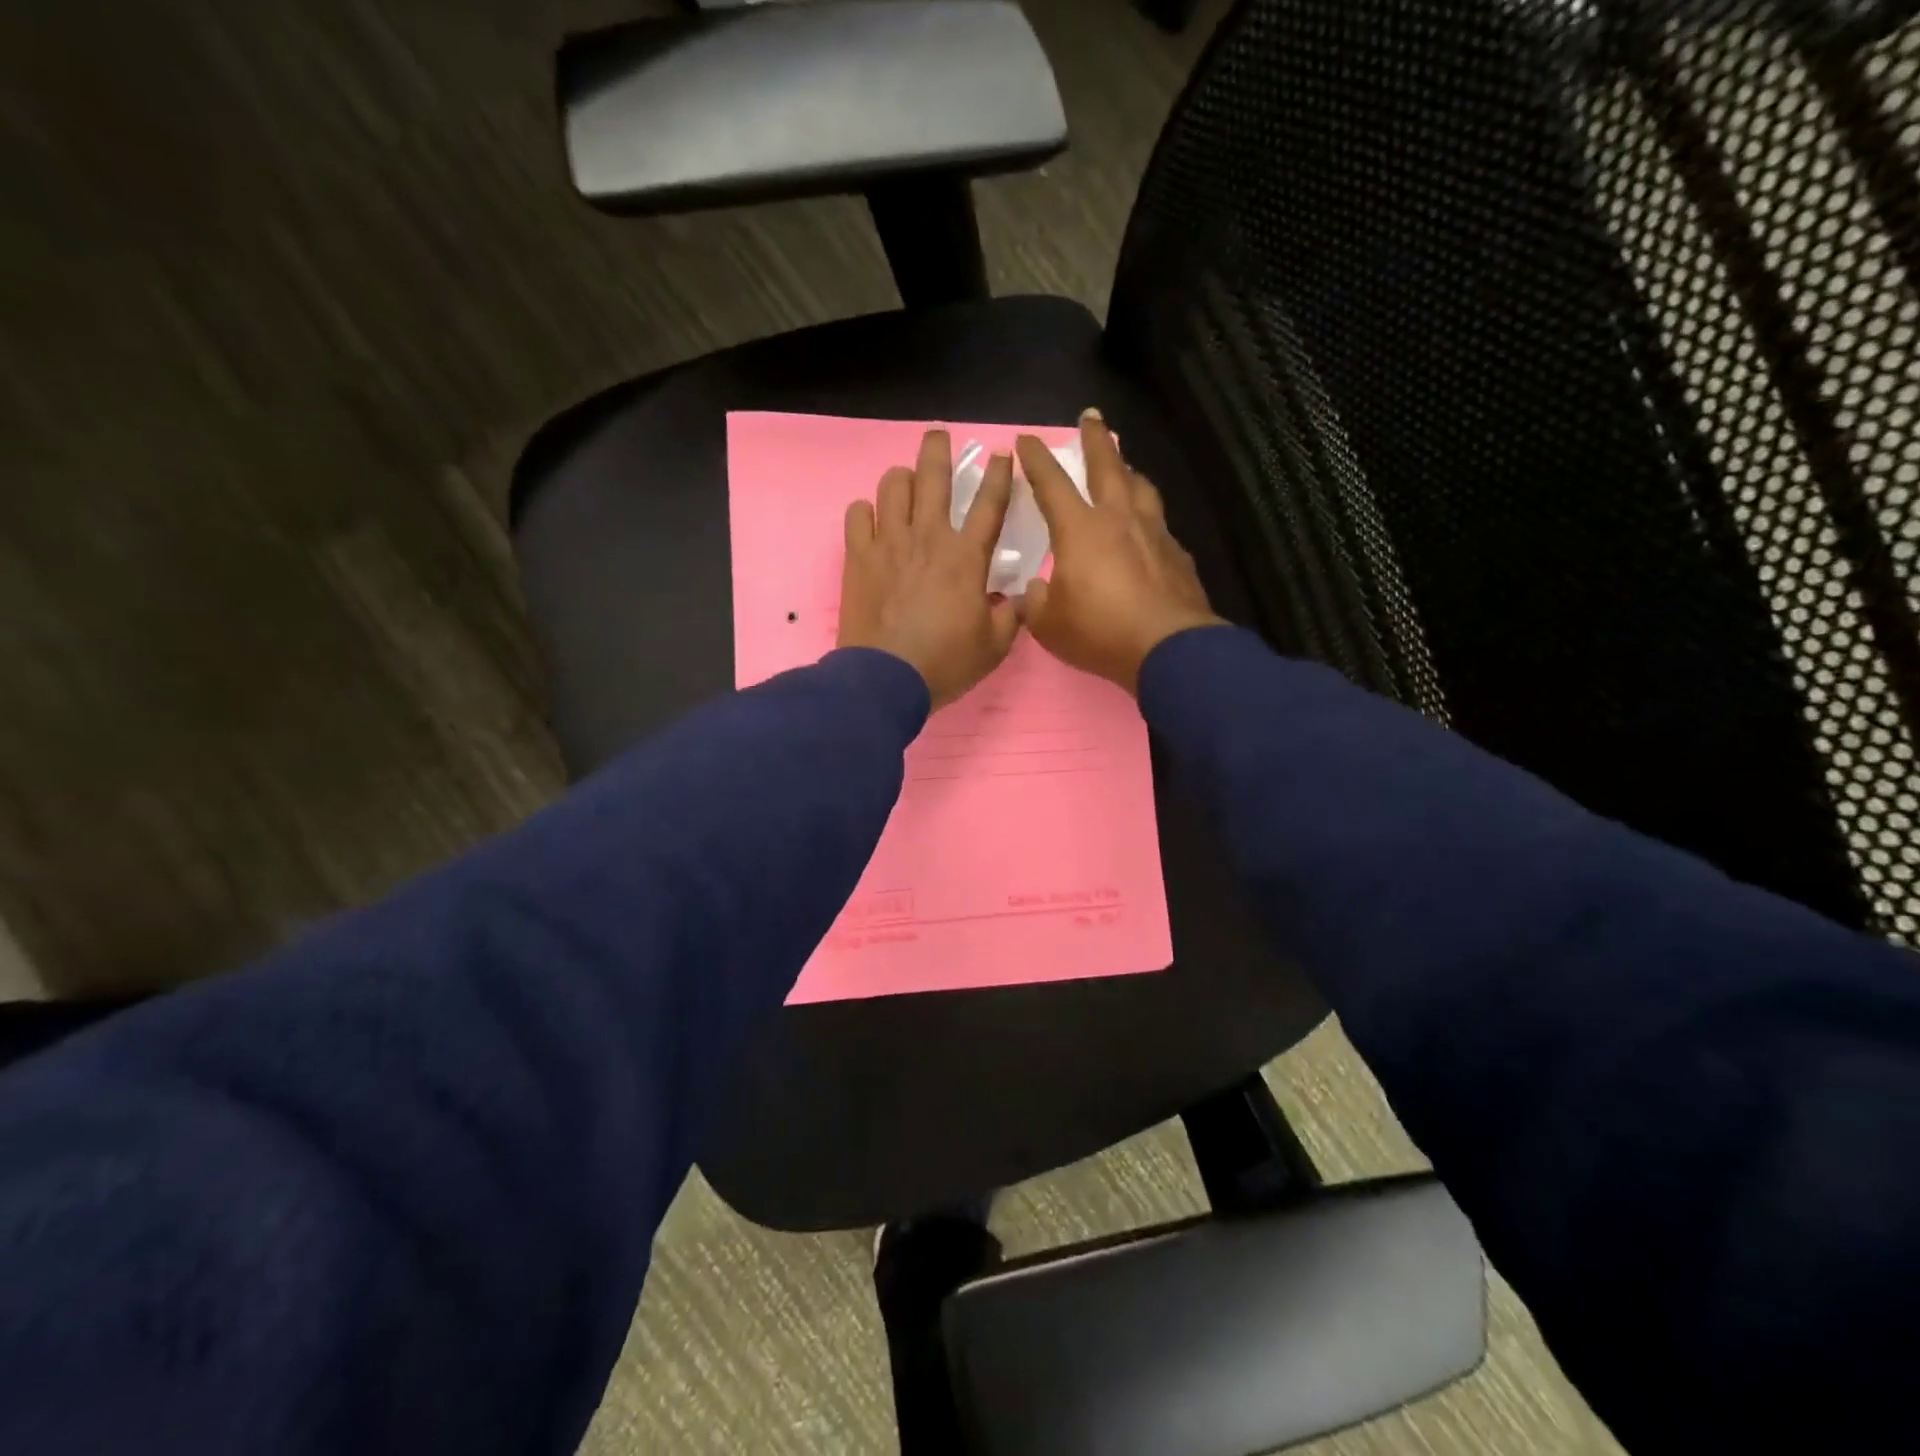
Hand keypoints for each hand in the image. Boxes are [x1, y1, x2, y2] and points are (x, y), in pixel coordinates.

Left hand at [838, 429, 1020, 710]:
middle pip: (933, 475)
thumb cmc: (945, 663)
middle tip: (939, 437)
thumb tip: (1017, 598)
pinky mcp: (857, 556)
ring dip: (902, 478)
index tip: (1002, 455)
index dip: (999, 474)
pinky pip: (857, 514)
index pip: (989, 503)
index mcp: (966, 556)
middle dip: (938, 448)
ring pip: (892, 485)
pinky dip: (866, 511)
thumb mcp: (994, 647)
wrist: (885, 679)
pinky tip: (872, 520)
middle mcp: (927, 537)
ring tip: (905, 483)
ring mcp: (888, 542)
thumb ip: (1010, 616)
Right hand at [1015, 410, 1223, 693]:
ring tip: (1125, 465)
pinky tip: (1149, 528)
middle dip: (1096, 440)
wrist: (1167, 647)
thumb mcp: (1049, 625)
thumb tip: (1037, 589)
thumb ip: (1037, 601)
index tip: (1027, 439)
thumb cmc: (1100, 632)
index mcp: (1079, 531)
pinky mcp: (1177, 555)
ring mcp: (1153, 534)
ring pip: (1140, 488)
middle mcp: (1118, 520)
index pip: (1052, 484)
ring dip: (1129, 470)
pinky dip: (1149, 517)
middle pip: (1107, 467)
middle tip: (1091, 417)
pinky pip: (1160, 524)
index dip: (1037, 460)